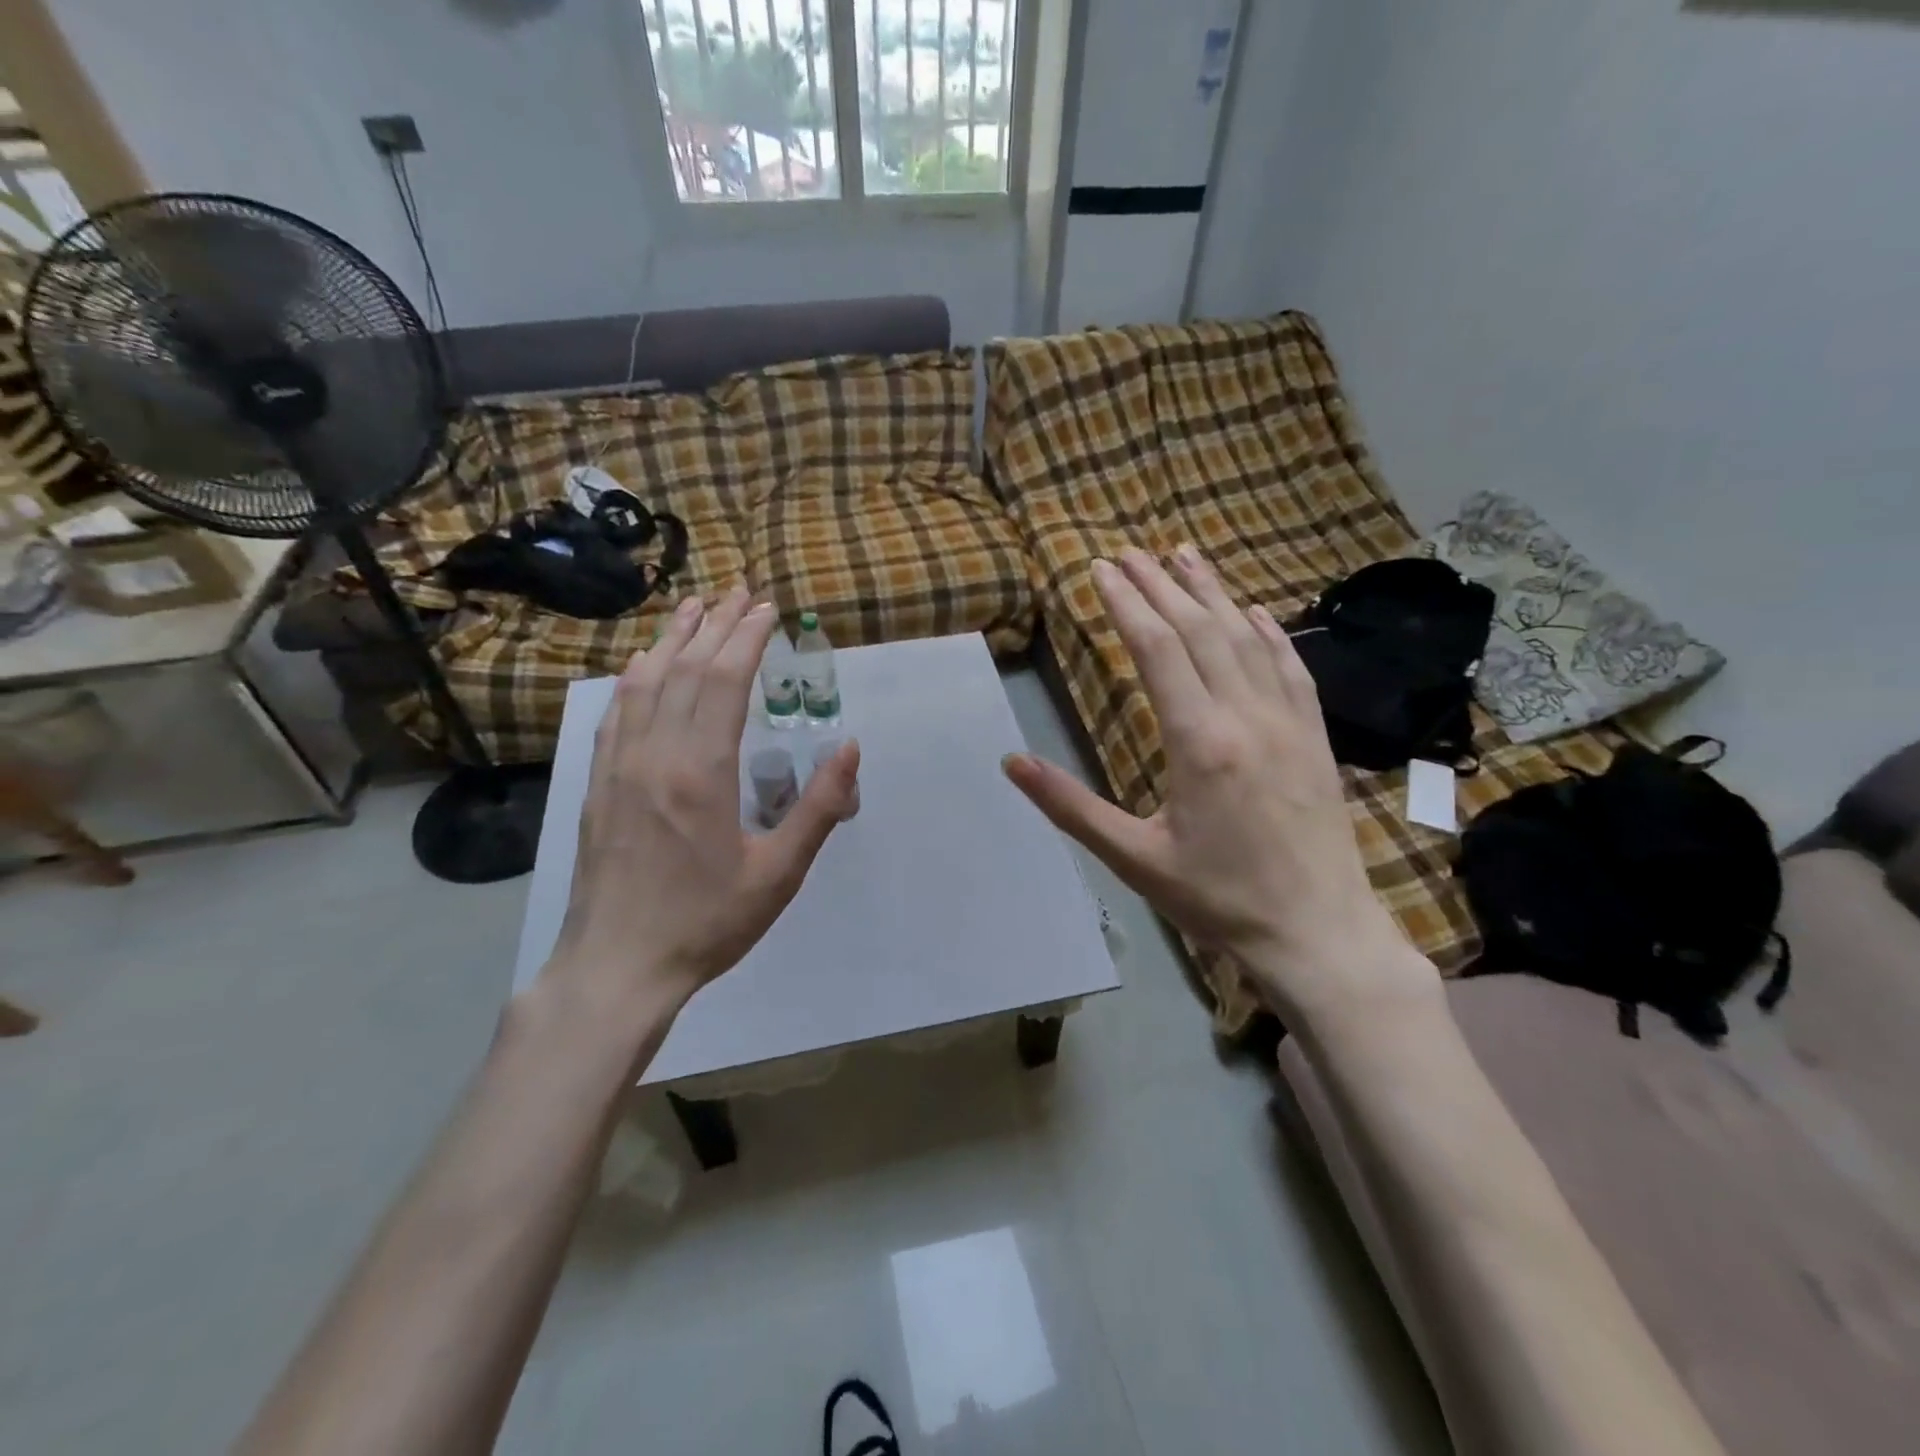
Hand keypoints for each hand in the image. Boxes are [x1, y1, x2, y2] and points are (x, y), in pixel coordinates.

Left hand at [547, 588, 859, 1020]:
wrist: (617, 966)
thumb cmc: (707, 923)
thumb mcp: (779, 873)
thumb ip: (817, 807)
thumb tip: (850, 748)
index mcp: (701, 772)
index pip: (723, 682)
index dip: (746, 639)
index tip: (767, 609)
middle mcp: (655, 755)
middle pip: (685, 670)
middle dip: (716, 625)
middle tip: (740, 592)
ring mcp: (619, 767)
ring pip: (645, 683)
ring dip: (672, 640)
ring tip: (694, 607)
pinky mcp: (599, 784)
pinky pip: (615, 713)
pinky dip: (634, 678)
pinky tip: (643, 665)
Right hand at [1002, 547, 1435, 1026]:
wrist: (1316, 933)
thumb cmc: (1217, 899)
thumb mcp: (1133, 858)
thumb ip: (1071, 807)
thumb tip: (1011, 762)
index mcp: (1199, 742)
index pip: (1157, 649)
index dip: (1126, 603)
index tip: (1100, 569)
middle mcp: (1246, 716)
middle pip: (1199, 630)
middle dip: (1160, 584)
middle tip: (1129, 551)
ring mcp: (1289, 722)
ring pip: (1247, 637)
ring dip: (1212, 592)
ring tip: (1184, 555)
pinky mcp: (1314, 736)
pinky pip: (1291, 667)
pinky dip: (1267, 630)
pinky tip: (1252, 611)